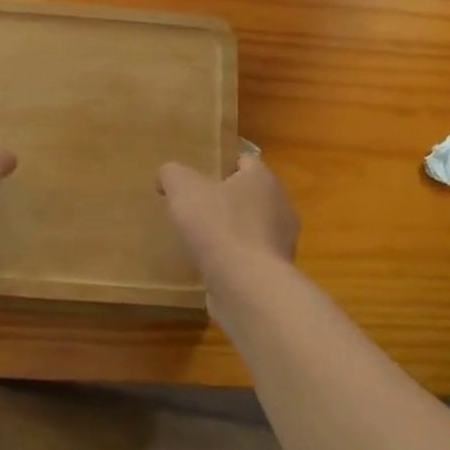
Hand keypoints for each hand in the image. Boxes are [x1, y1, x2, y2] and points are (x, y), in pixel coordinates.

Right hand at [157, 154, 299, 283]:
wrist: (247, 287)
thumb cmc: (219, 227)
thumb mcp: (183, 189)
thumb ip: (172, 174)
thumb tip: (166, 176)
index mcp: (263, 179)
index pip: (244, 161)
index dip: (221, 165)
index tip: (199, 175)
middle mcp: (280, 206)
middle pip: (250, 195)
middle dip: (227, 200)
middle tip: (196, 206)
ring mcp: (282, 243)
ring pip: (253, 228)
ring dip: (232, 232)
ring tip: (201, 240)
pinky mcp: (276, 273)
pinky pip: (252, 258)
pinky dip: (235, 260)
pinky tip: (212, 266)